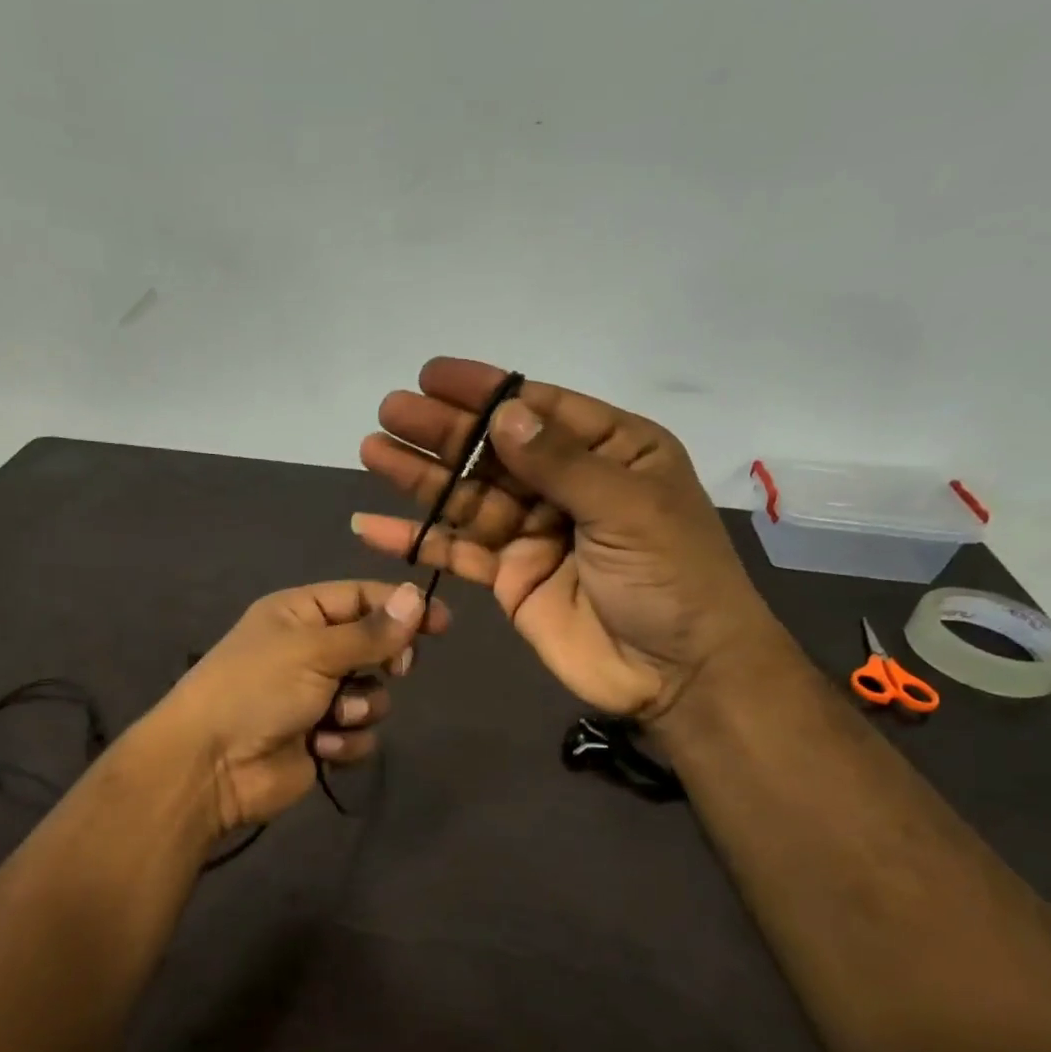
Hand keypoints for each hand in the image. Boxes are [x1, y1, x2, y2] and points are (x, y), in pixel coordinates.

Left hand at [156, 580, 449, 831]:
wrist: (211, 766)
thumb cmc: (257, 689)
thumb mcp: (314, 650)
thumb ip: (372, 631)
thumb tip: (417, 596)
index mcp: (299, 613)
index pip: (361, 597)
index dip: (402, 607)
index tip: (443, 622)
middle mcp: (309, 650)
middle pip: (374, 646)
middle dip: (383, 662)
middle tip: (392, 669)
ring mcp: (315, 696)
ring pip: (373, 695)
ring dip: (359, 707)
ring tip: (329, 716)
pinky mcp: (321, 738)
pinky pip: (360, 733)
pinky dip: (344, 739)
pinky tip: (318, 745)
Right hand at [353, 357, 787, 723]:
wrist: (677, 674)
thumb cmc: (673, 579)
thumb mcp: (628, 509)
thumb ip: (561, 463)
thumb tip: (504, 413)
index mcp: (611, 452)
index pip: (540, 409)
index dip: (485, 393)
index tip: (432, 377)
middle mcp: (567, 485)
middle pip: (495, 451)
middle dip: (444, 432)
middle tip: (390, 412)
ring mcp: (534, 533)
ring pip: (468, 498)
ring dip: (421, 478)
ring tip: (372, 451)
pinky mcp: (509, 578)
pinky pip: (458, 552)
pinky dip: (418, 541)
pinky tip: (373, 527)